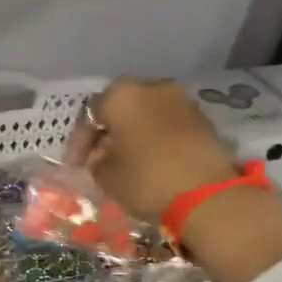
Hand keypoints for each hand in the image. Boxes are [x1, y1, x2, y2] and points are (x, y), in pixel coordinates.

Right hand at [69, 77, 281, 281]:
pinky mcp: (202, 118)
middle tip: (99, 158)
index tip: (75, 165)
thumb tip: (102, 154)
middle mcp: (152, 87)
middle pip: (121, 107)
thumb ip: (96, 160)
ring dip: (133, 134)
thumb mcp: (106, 176)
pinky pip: (168, 124)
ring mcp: (181, 100)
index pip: (90, 114)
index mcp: (121, 95)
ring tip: (125, 161)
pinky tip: (151, 161)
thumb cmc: (145, 179)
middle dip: (108, 132)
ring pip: (146, 114)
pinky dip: (155, 138)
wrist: (206, 194)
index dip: (79, 141)